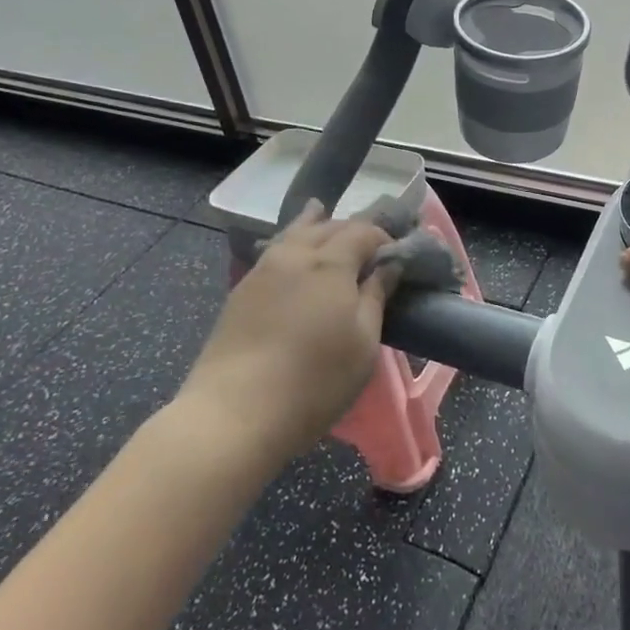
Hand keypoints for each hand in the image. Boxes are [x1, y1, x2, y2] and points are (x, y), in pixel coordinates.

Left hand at [180, 203, 395, 463]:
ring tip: (322, 215)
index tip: (396, 257)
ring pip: (295, 232)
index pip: (363, 231)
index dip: (383, 238)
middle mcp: (296, 254)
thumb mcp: (363, 343)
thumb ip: (376, 296)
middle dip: (352, 230)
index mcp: (331, 263)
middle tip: (367, 249)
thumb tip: (389, 264)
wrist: (233, 414)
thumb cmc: (314, 382)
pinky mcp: (241, 290)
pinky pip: (274, 249)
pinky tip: (290, 247)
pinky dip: (290, 240)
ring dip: (315, 224)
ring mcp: (264, 269)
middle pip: (329, 226)